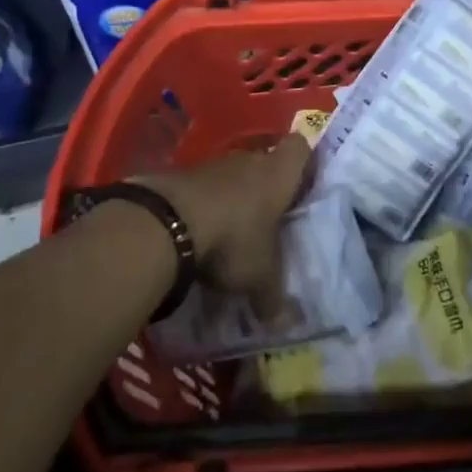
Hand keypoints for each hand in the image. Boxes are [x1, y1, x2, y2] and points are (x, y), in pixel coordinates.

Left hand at [136, 134, 310, 299]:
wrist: (170, 221)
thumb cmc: (234, 239)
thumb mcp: (260, 277)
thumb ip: (274, 297)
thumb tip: (288, 323)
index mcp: (279, 174)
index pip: (300, 148)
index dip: (302, 162)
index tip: (300, 185)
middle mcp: (250, 161)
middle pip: (264, 162)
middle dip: (265, 187)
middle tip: (267, 219)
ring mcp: (214, 165)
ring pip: (232, 175)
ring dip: (232, 197)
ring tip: (231, 232)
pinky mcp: (182, 175)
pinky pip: (203, 187)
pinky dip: (204, 205)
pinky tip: (199, 233)